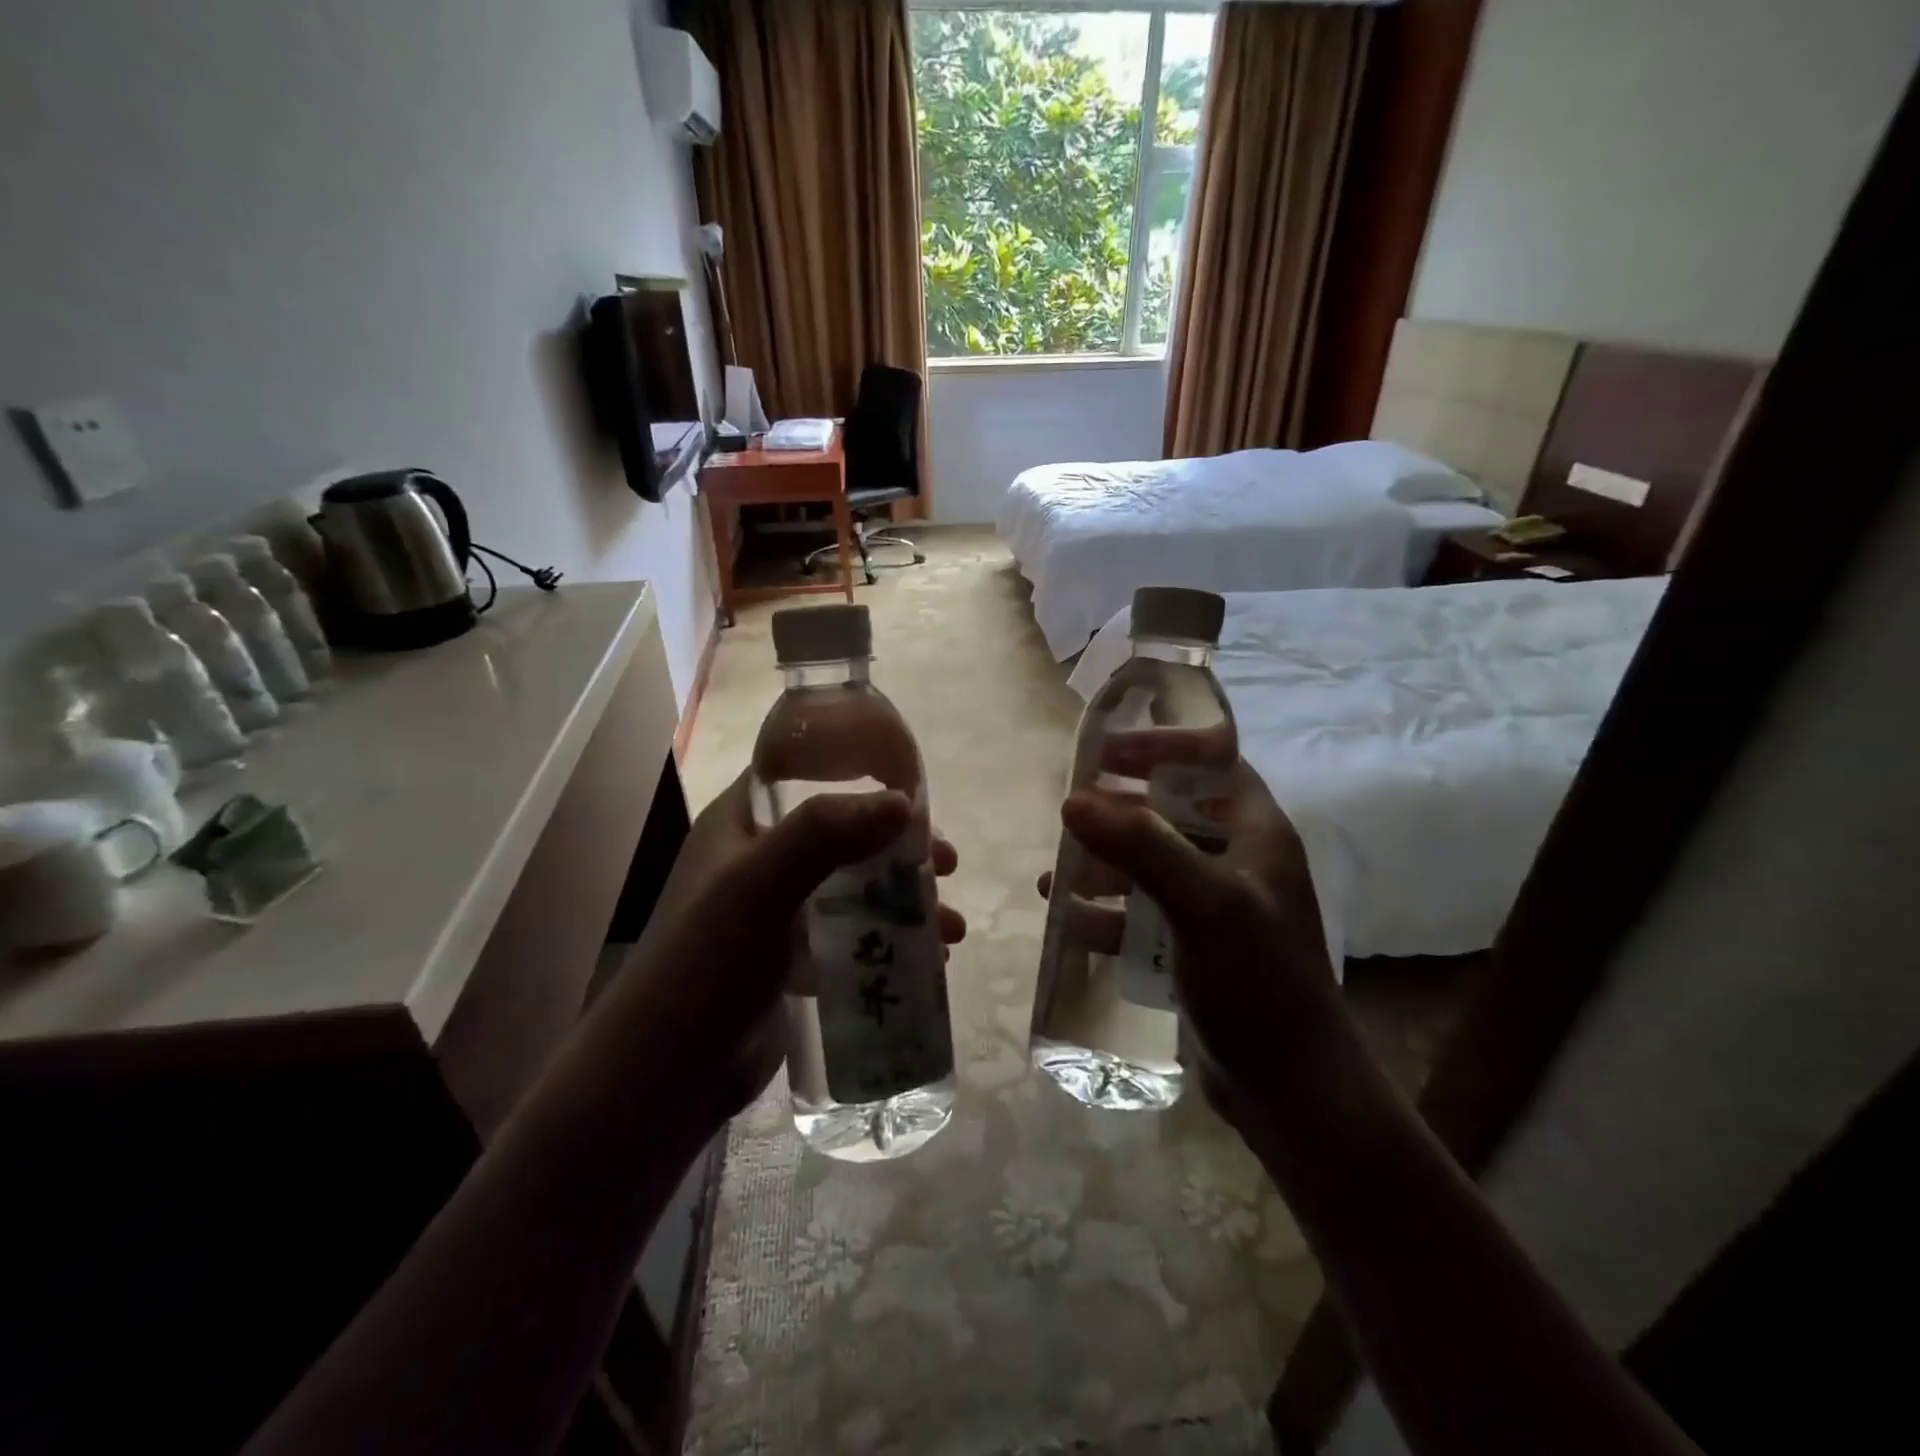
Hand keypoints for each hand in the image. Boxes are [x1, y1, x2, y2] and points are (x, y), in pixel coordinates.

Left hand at [621, 771, 964, 1120]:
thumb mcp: (760, 885)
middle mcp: (759, 861)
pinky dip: (888, 940)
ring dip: (903, 900)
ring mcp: (776, 912)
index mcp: (740, 826)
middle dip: (897, 847)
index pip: (798, 774)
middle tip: (944, 863)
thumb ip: (824, 834)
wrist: (667, 1074)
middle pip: (841, 833)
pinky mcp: (792, 960)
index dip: (853, 770)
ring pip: (853, 887)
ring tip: (950, 926)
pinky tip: (927, 961)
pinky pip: (850, 935)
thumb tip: (902, 802)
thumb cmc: (707, 963)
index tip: (909, 785)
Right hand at [1040, 750, 1340, 1130]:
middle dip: (1118, 811)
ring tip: (1057, 873)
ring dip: (1103, 863)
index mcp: (1256, 833)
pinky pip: (1142, 913)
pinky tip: (1067, 919)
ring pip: (1150, 864)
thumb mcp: (1205, 904)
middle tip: (1069, 811)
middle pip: (1171, 811)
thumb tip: (1073, 800)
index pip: (1212, 760)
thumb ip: (1142, 846)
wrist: (1293, 1091)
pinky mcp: (1194, 947)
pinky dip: (1106, 911)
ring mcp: (1215, 906)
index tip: (1105, 753)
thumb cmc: (1259, 983)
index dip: (1161, 747)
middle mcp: (1238, 860)